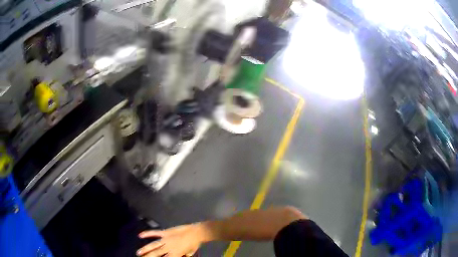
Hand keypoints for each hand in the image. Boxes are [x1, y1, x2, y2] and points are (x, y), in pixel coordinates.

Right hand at [137, 223, 203, 256]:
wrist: (197, 232)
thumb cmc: (194, 244)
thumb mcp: (189, 253)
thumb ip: (183, 256)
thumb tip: (180, 256)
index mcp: (175, 254)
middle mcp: (168, 247)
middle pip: (156, 253)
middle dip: (148, 256)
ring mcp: (166, 239)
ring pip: (153, 245)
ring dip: (145, 249)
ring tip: (138, 253)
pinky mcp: (165, 232)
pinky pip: (155, 233)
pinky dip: (147, 233)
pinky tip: (140, 235)